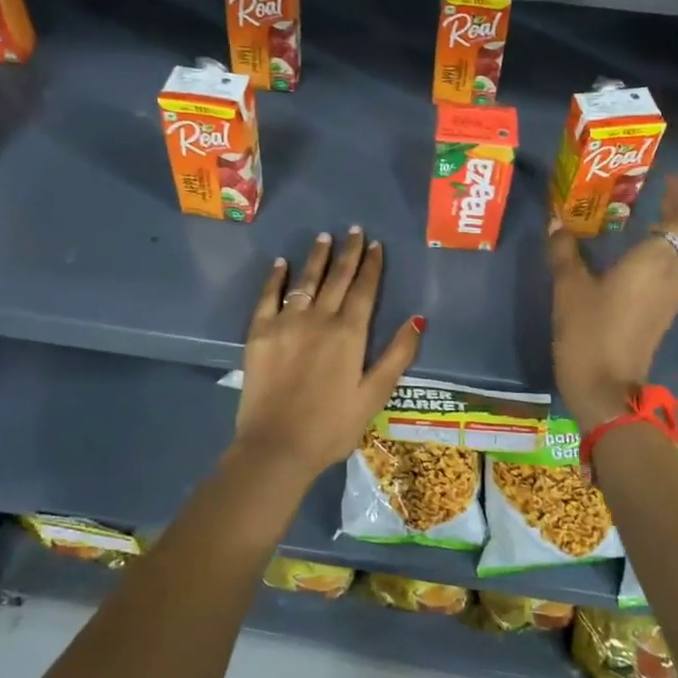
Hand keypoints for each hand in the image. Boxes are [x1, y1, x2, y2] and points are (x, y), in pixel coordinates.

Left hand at [233, 227, 424, 479]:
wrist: (276, 447)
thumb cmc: (331, 427)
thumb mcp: (374, 395)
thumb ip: (397, 355)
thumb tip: (417, 319)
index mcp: (349, 333)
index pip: (364, 290)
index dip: (372, 266)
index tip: (376, 245)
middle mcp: (319, 318)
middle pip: (337, 278)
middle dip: (348, 253)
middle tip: (354, 230)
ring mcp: (286, 323)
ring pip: (305, 280)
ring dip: (317, 257)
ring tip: (324, 237)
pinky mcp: (259, 333)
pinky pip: (268, 296)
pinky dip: (276, 278)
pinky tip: (281, 263)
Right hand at [546, 176, 677, 432]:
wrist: (606, 388)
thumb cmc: (588, 331)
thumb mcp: (568, 286)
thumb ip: (564, 250)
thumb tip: (557, 222)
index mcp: (655, 260)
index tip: (670, 179)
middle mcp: (674, 274)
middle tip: (660, 199)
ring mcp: (674, 297)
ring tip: (652, 223)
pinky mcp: (666, 314)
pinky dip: (672, 257)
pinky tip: (644, 258)